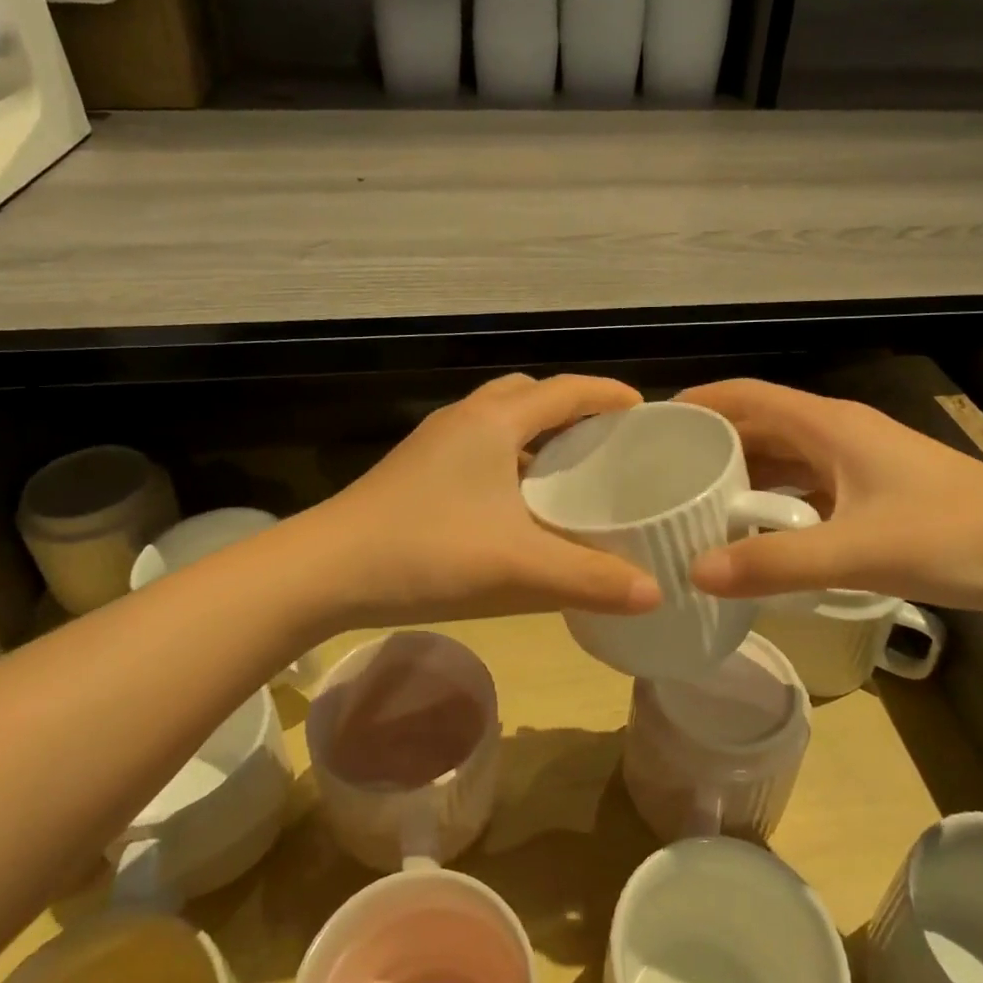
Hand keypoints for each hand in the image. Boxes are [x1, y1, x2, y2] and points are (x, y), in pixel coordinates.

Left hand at [301, 373, 663, 627]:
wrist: (326, 571)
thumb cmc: (429, 554)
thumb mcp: (520, 569)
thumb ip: (591, 580)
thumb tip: (656, 592)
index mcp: (495, 421)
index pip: (566, 390)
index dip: (609, 394)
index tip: (645, 410)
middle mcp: (465, 418)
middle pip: (530, 394)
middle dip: (571, 409)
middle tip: (605, 444)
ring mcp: (434, 442)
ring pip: (500, 420)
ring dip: (536, 435)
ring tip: (568, 473)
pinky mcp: (416, 468)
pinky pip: (478, 446)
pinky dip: (509, 459)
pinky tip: (516, 506)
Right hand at [676, 378, 982, 619]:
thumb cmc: (953, 536)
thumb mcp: (856, 552)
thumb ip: (774, 564)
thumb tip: (694, 574)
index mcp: (830, 425)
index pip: (748, 396)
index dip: (700, 401)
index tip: (653, 423)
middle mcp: (841, 434)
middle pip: (761, 426)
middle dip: (713, 444)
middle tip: (663, 473)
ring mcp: (863, 464)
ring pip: (786, 459)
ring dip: (743, 476)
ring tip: (697, 502)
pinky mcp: (878, 493)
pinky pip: (808, 487)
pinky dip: (776, 502)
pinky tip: (758, 532)